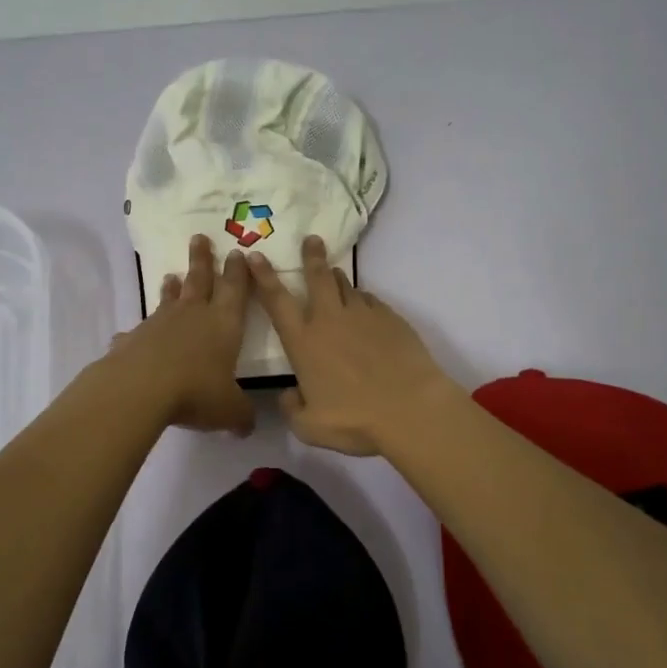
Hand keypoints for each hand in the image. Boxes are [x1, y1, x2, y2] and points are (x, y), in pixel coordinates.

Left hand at [106, 234, 255, 434]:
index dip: (238, 272)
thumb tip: (245, 427)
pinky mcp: (134, 338)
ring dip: (172, 287)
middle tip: (199, 237)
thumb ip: (240, 416)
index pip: (235, 290)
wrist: (141, 388)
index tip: (237, 252)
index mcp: (223, 324)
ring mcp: (160, 323)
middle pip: (200, 280)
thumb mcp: (229, 410)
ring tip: (170, 276)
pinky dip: (138, 331)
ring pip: (169, 299)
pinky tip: (130, 336)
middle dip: (202, 259)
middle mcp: (193, 315)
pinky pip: (138, 331)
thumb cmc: (196, 391)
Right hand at [248, 235, 458, 455]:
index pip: (276, 300)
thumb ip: (292, 408)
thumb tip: (288, 395)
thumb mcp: (310, 427)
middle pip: (317, 277)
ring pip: (345, 285)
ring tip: (334, 274)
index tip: (255, 255)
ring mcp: (363, 315)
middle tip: (311, 239)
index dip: (263, 276)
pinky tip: (366, 310)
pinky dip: (363, 301)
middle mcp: (330, 320)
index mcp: (304, 342)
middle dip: (311, 256)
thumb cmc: (355, 420)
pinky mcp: (390, 318)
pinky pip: (371, 301)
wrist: (411, 409)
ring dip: (337, 277)